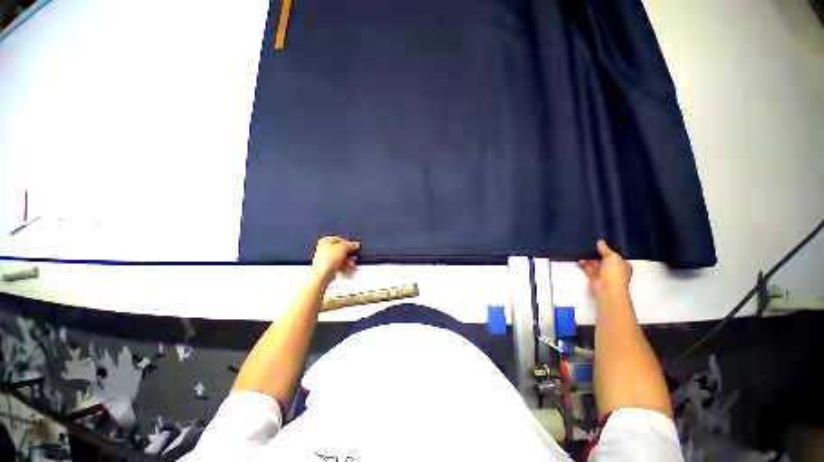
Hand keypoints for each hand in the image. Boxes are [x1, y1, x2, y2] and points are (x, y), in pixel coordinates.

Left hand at [311, 236, 359, 283]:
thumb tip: (356, 244)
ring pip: (340, 258)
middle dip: (349, 254)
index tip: (353, 247)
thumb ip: (351, 245)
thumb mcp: (343, 248)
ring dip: (348, 261)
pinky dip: (344, 266)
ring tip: (351, 264)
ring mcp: (325, 258)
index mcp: (325, 241)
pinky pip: (338, 264)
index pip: (340, 239)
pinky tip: (348, 268)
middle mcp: (324, 248)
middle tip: (353, 256)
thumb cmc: (328, 260)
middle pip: (340, 249)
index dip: (348, 243)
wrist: (323, 274)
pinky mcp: (327, 266)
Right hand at [578, 240, 631, 299]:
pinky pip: (587, 269)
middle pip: (603, 259)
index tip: (599, 244)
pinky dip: (583, 264)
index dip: (608, 249)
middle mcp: (613, 269)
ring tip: (582, 251)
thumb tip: (600, 242)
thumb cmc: (614, 274)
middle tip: (589, 246)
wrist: (607, 289)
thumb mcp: (612, 257)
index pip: (615, 255)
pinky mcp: (594, 278)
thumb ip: (605, 249)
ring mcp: (603, 274)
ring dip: (588, 259)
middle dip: (596, 254)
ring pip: (595, 264)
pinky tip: (579, 260)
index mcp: (622, 264)